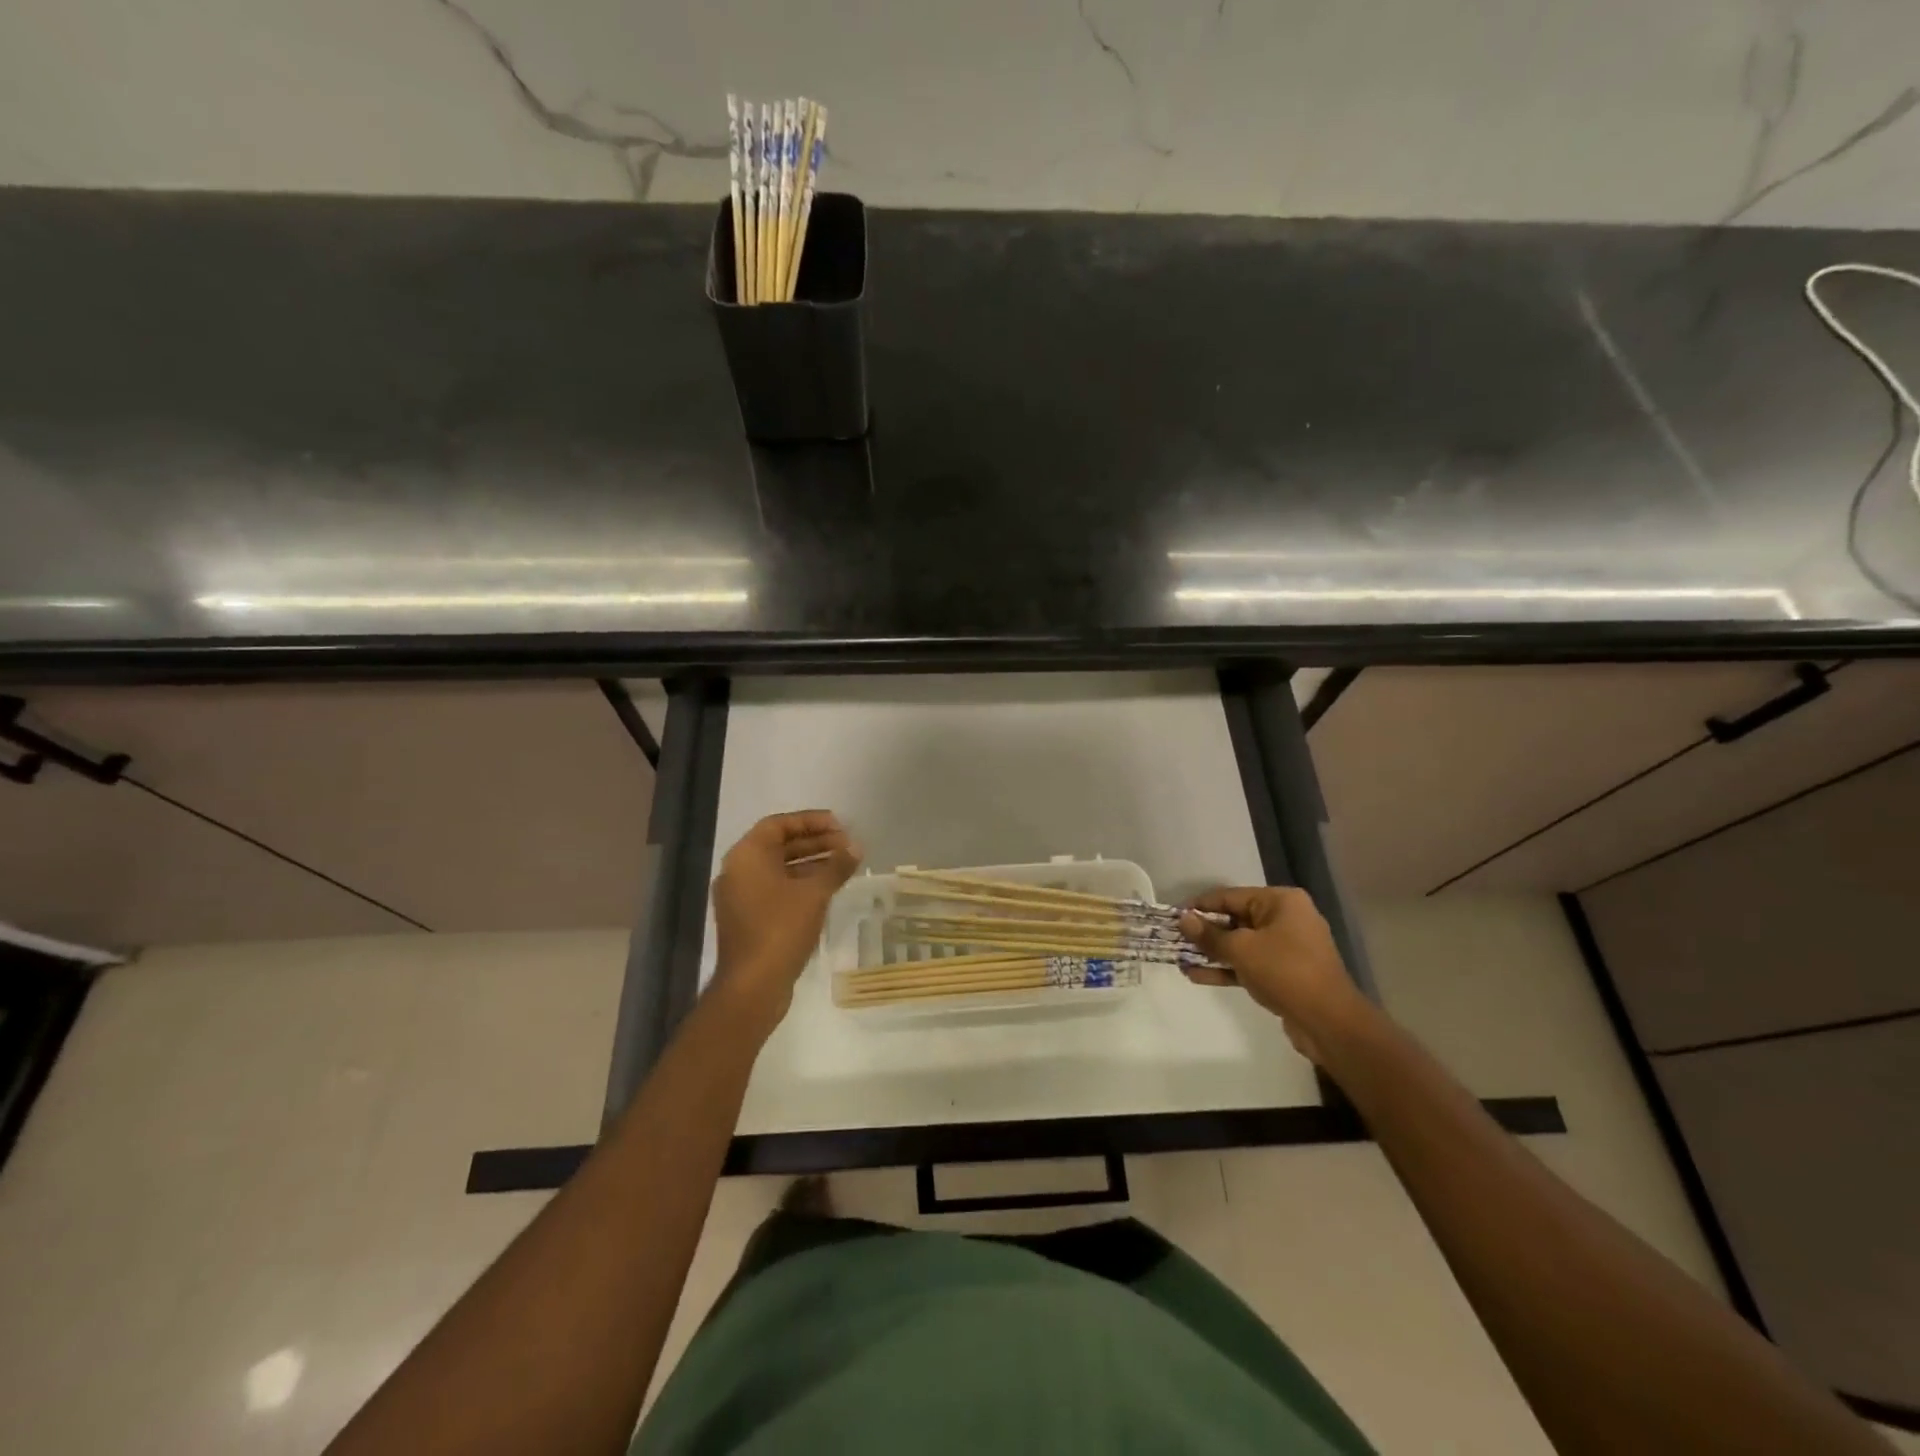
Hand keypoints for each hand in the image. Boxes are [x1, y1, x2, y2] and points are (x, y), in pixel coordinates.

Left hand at [710, 810, 861, 1026]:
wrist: (752, 986)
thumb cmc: (781, 929)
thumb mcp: (814, 893)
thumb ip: (836, 865)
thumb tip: (856, 846)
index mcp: (747, 856)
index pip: (779, 824)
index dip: (811, 821)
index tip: (840, 825)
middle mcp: (738, 871)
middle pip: (779, 845)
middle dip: (815, 842)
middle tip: (847, 844)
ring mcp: (740, 896)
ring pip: (779, 868)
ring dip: (811, 863)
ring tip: (844, 864)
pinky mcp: (748, 918)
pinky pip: (776, 889)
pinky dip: (800, 883)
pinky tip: (828, 888)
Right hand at [1179, 887, 1366, 1062]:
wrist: (1329, 1023)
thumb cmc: (1285, 971)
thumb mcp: (1241, 949)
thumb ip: (1209, 935)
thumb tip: (1183, 919)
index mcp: (1281, 902)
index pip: (1230, 896)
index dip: (1200, 905)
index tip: (1174, 915)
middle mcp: (1286, 919)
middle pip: (1236, 919)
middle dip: (1205, 932)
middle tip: (1175, 939)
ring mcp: (1287, 948)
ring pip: (1241, 944)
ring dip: (1212, 952)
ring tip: (1181, 959)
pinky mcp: (1285, 973)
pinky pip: (1250, 964)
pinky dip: (1227, 969)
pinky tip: (1197, 976)